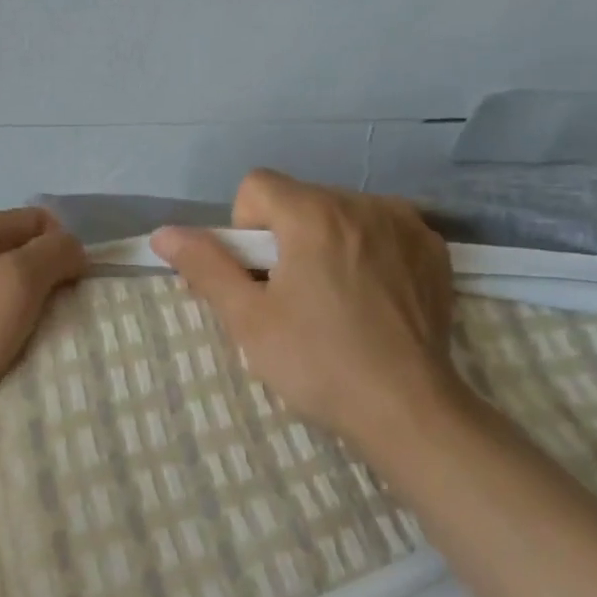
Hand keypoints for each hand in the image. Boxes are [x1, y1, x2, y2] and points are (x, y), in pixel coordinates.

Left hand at [0, 208, 86, 456]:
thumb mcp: (21, 278)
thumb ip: (56, 252)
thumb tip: (73, 250)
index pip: (39, 220)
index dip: (64, 248)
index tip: (73, 287)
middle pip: (24, 253)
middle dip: (49, 280)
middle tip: (60, 315)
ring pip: (9, 288)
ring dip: (31, 309)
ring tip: (39, 337)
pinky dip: (9, 330)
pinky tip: (13, 352)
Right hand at [150, 171, 467, 451]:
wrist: (408, 409)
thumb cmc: (318, 363)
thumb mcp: (248, 319)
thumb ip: (205, 266)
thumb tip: (163, 233)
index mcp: (313, 214)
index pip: (256, 186)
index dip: (243, 228)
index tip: (259, 277)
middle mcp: (362, 203)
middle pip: (299, 201)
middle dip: (285, 238)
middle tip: (292, 297)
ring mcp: (405, 223)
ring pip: (340, 214)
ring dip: (325, 242)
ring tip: (335, 300)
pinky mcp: (433, 249)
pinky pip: (382, 231)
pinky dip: (367, 251)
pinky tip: (373, 297)